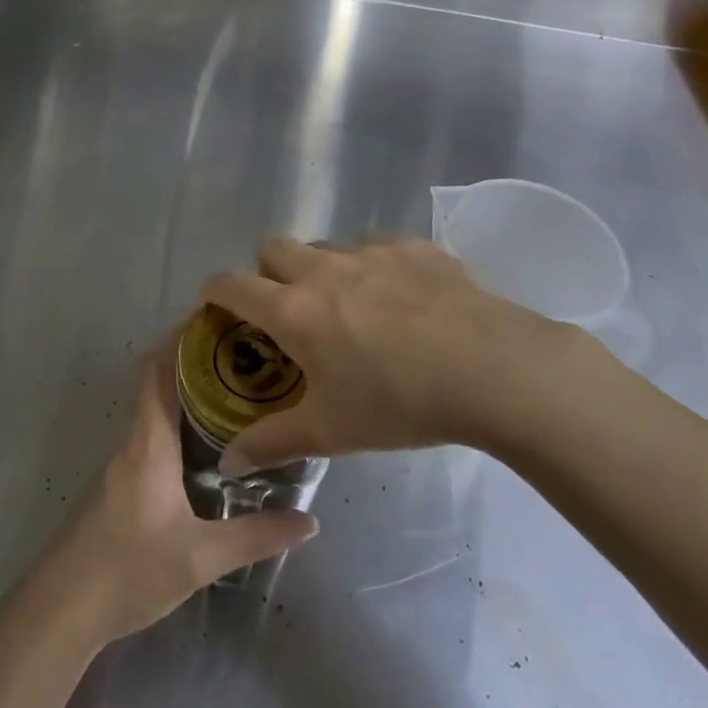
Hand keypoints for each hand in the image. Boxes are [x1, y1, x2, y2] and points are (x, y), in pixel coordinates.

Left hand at [36, 337, 317, 644]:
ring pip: (153, 406)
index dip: (181, 338)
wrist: (61, 609)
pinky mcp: (119, 484)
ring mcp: (121, 462)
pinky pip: (150, 431)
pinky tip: (206, 439)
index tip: (216, 317)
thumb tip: (309, 519)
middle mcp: (132, 441)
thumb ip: (255, 536)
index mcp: (148, 443)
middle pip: (156, 380)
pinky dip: (176, 417)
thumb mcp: (199, 558)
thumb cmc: (128, 571)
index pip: (159, 371)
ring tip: (233, 385)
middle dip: (192, 357)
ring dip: (184, 387)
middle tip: (240, 349)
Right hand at [203, 236, 606, 470]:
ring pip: (322, 244)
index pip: (229, 284)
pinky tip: (397, 297)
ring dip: (318, 267)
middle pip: (271, 248)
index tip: (218, 309)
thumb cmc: (401, 403)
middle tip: (288, 312)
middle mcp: (322, 269)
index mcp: (293, 310)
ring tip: (347, 306)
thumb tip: (227, 463)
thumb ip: (272, 443)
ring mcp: (368, 251)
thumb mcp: (331, 431)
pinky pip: (372, 244)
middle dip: (266, 273)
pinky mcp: (411, 246)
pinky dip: (369, 264)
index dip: (213, 292)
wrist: (493, 369)